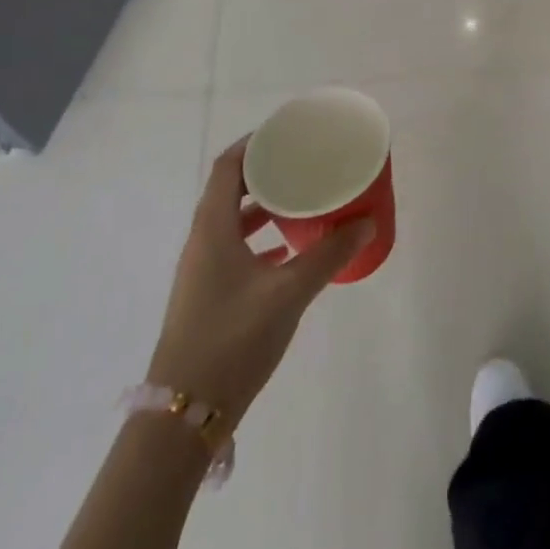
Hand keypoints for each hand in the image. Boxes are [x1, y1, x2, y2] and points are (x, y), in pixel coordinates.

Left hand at [147, 139, 371, 430]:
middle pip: (229, 190)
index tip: (287, 133)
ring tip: (302, 200)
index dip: (253, 144)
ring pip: (233, 223)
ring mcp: (202, 271)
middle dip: (265, 173)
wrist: (183, 415)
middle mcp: (202, 242)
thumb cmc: (232, 340)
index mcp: (212, 228)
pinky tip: (290, 251)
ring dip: (263, 207)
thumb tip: (366, 223)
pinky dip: (261, 240)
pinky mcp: (208, 296)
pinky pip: (235, 250)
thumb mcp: (287, 293)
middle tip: (303, 163)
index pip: (227, 167)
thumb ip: (328, 256)